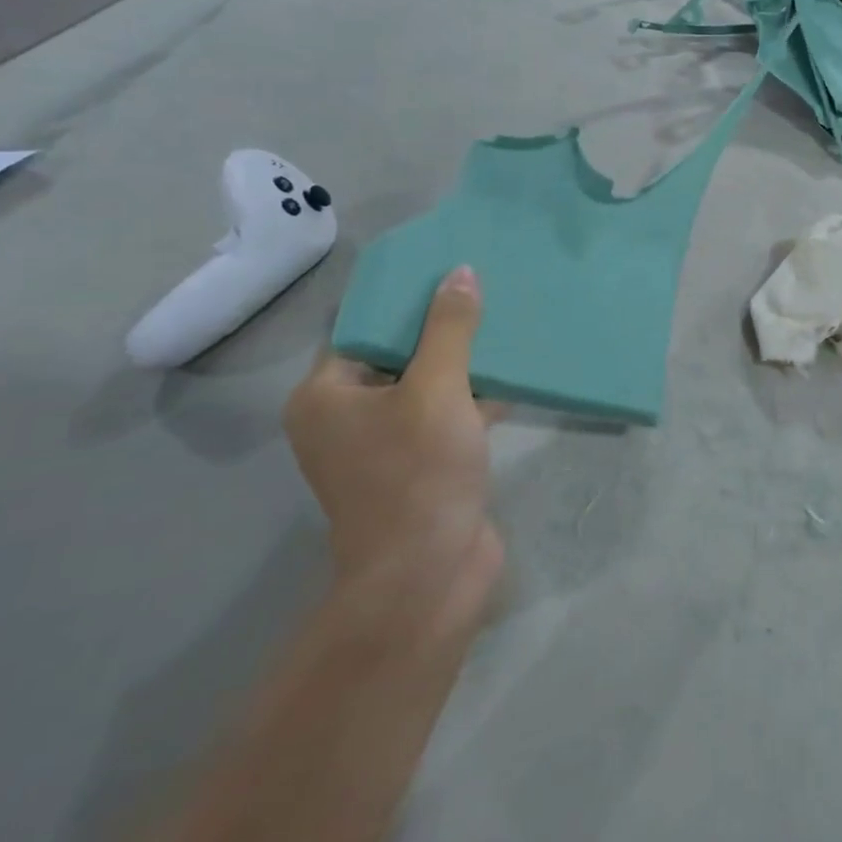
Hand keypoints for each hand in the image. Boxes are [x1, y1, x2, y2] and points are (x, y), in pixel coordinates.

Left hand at [284, 267, 503, 618]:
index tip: (447, 268)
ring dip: (465, 361)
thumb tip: (460, 273)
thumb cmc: (418, 472)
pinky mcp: (423, 464)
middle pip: (398, 354)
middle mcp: (347, 418)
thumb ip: (449, 328)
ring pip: (428, 385)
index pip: (364, 328)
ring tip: (505, 320)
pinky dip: (475, 395)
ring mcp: (386, 445)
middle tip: (484, 287)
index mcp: (327, 396)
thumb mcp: (438, 389)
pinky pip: (448, 414)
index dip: (406, 298)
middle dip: (442, 326)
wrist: (429, 573)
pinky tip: (514, 372)